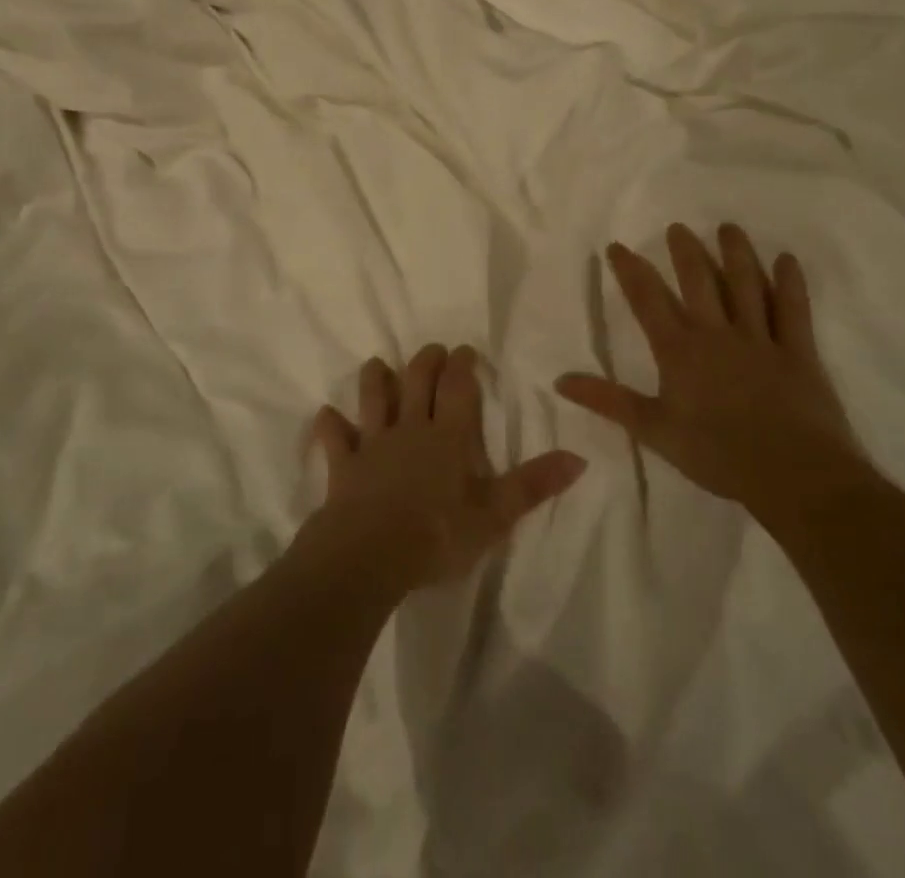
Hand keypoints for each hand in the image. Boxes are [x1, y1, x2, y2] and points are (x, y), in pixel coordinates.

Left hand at [308, 344, 585, 593]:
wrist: (370, 554)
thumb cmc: (437, 535)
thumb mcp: (494, 516)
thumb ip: (533, 485)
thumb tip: (579, 458)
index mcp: (447, 437)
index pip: (458, 389)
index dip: (462, 366)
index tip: (464, 349)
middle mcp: (410, 429)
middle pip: (416, 382)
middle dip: (425, 361)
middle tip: (432, 350)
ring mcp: (373, 444)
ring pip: (373, 400)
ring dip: (375, 380)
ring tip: (377, 364)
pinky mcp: (343, 465)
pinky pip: (334, 439)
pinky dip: (330, 427)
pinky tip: (326, 416)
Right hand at [555, 223, 862, 523]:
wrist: (793, 475)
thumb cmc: (717, 454)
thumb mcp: (653, 430)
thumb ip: (608, 401)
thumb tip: (559, 380)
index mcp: (679, 349)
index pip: (647, 300)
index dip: (630, 271)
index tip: (617, 246)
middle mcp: (716, 333)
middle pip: (698, 281)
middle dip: (684, 251)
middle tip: (677, 227)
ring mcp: (760, 338)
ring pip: (746, 285)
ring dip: (736, 254)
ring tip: (728, 228)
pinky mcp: (797, 351)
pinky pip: (793, 310)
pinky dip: (790, 283)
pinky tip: (786, 259)